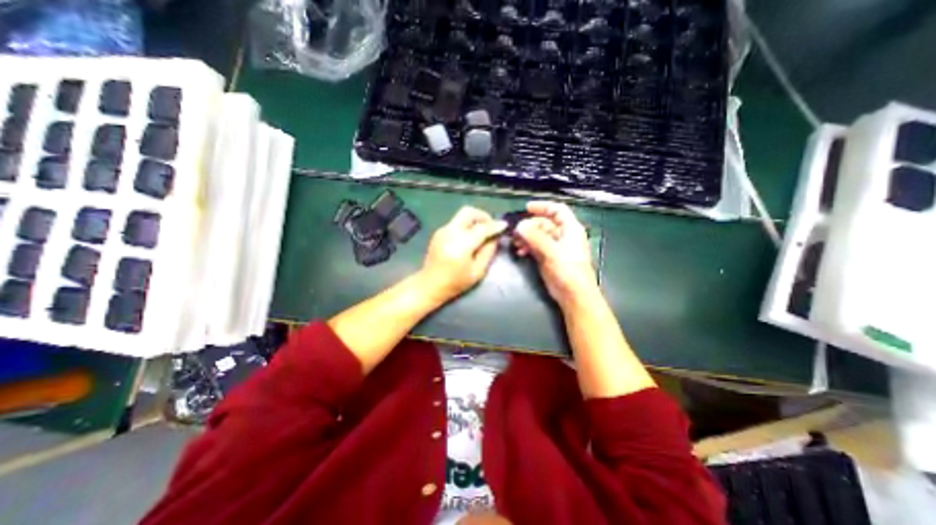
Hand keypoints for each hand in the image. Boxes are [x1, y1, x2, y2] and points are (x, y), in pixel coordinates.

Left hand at [416, 204, 503, 303]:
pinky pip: (456, 222)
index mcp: (461, 245)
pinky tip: (469, 238)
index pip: (481, 228)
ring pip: (462, 216)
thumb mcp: (477, 271)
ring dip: (475, 220)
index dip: (495, 226)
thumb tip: (495, 237)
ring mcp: (442, 230)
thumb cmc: (455, 282)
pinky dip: (466, 225)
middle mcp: (450, 233)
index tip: (504, 225)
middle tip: (491, 226)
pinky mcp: (439, 232)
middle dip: (483, 216)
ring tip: (482, 233)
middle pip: (469, 212)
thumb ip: (488, 252)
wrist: (430, 284)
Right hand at [511, 201, 597, 306]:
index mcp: (570, 229)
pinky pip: (536, 246)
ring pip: (539, 235)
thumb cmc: (568, 272)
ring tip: (516, 243)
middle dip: (530, 225)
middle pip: (545, 223)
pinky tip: (520, 252)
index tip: (527, 208)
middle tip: (516, 231)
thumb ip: (535, 237)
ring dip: (526, 237)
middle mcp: (563, 236)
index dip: (543, 206)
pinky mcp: (549, 258)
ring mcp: (556, 247)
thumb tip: (520, 226)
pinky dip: (527, 247)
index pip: (557, 210)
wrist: (574, 295)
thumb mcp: (551, 252)